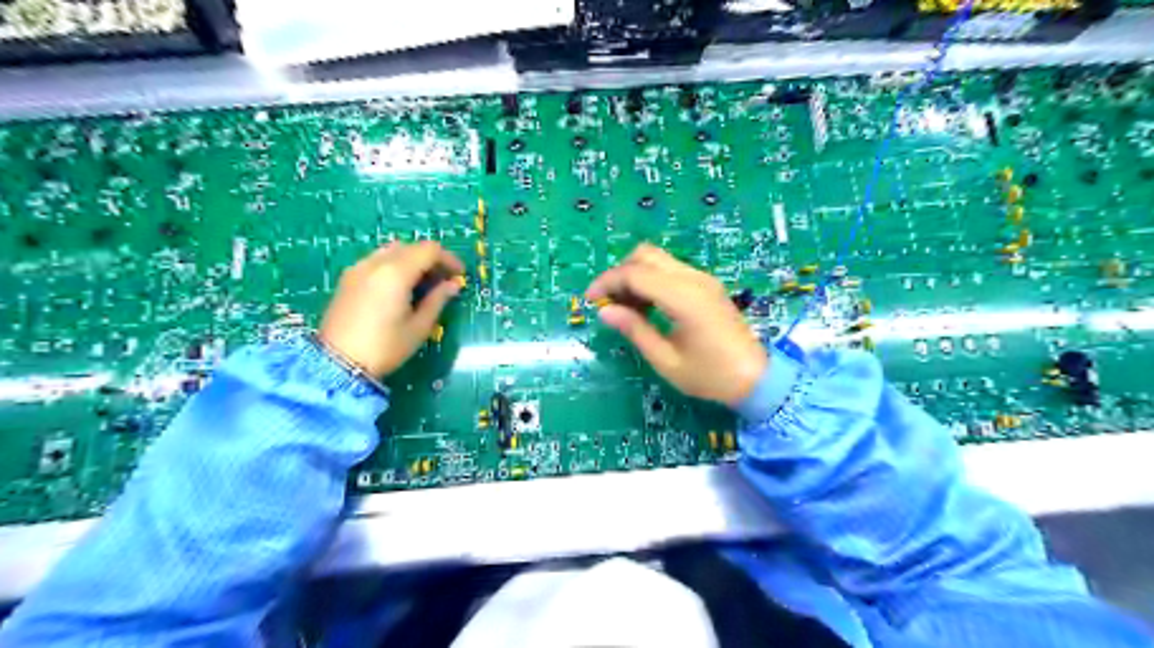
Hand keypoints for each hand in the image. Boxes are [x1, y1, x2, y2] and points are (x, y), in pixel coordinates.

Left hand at [317, 242, 461, 377]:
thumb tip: (452, 285)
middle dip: (431, 259)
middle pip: (411, 247)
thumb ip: (437, 300)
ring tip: (422, 283)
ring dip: (411, 260)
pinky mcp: (347, 278)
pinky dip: (394, 265)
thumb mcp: (419, 327)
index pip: (429, 250)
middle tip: (443, 280)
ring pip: (392, 251)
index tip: (459, 275)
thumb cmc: (385, 347)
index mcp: (396, 272)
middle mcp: (376, 263)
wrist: (337, 364)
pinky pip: (376, 260)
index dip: (449, 259)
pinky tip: (399, 287)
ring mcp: (358, 268)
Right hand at [588, 244, 762, 403]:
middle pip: (645, 255)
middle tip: (609, 302)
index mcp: (684, 298)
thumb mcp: (666, 360)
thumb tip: (605, 312)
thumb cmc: (710, 376)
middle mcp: (693, 279)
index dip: (607, 282)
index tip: (590, 301)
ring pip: (658, 259)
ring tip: (625, 308)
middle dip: (620, 273)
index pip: (635, 273)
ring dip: (635, 275)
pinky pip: (671, 271)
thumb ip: (635, 330)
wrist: (756, 379)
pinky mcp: (706, 285)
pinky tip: (646, 307)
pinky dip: (651, 280)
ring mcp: (702, 279)